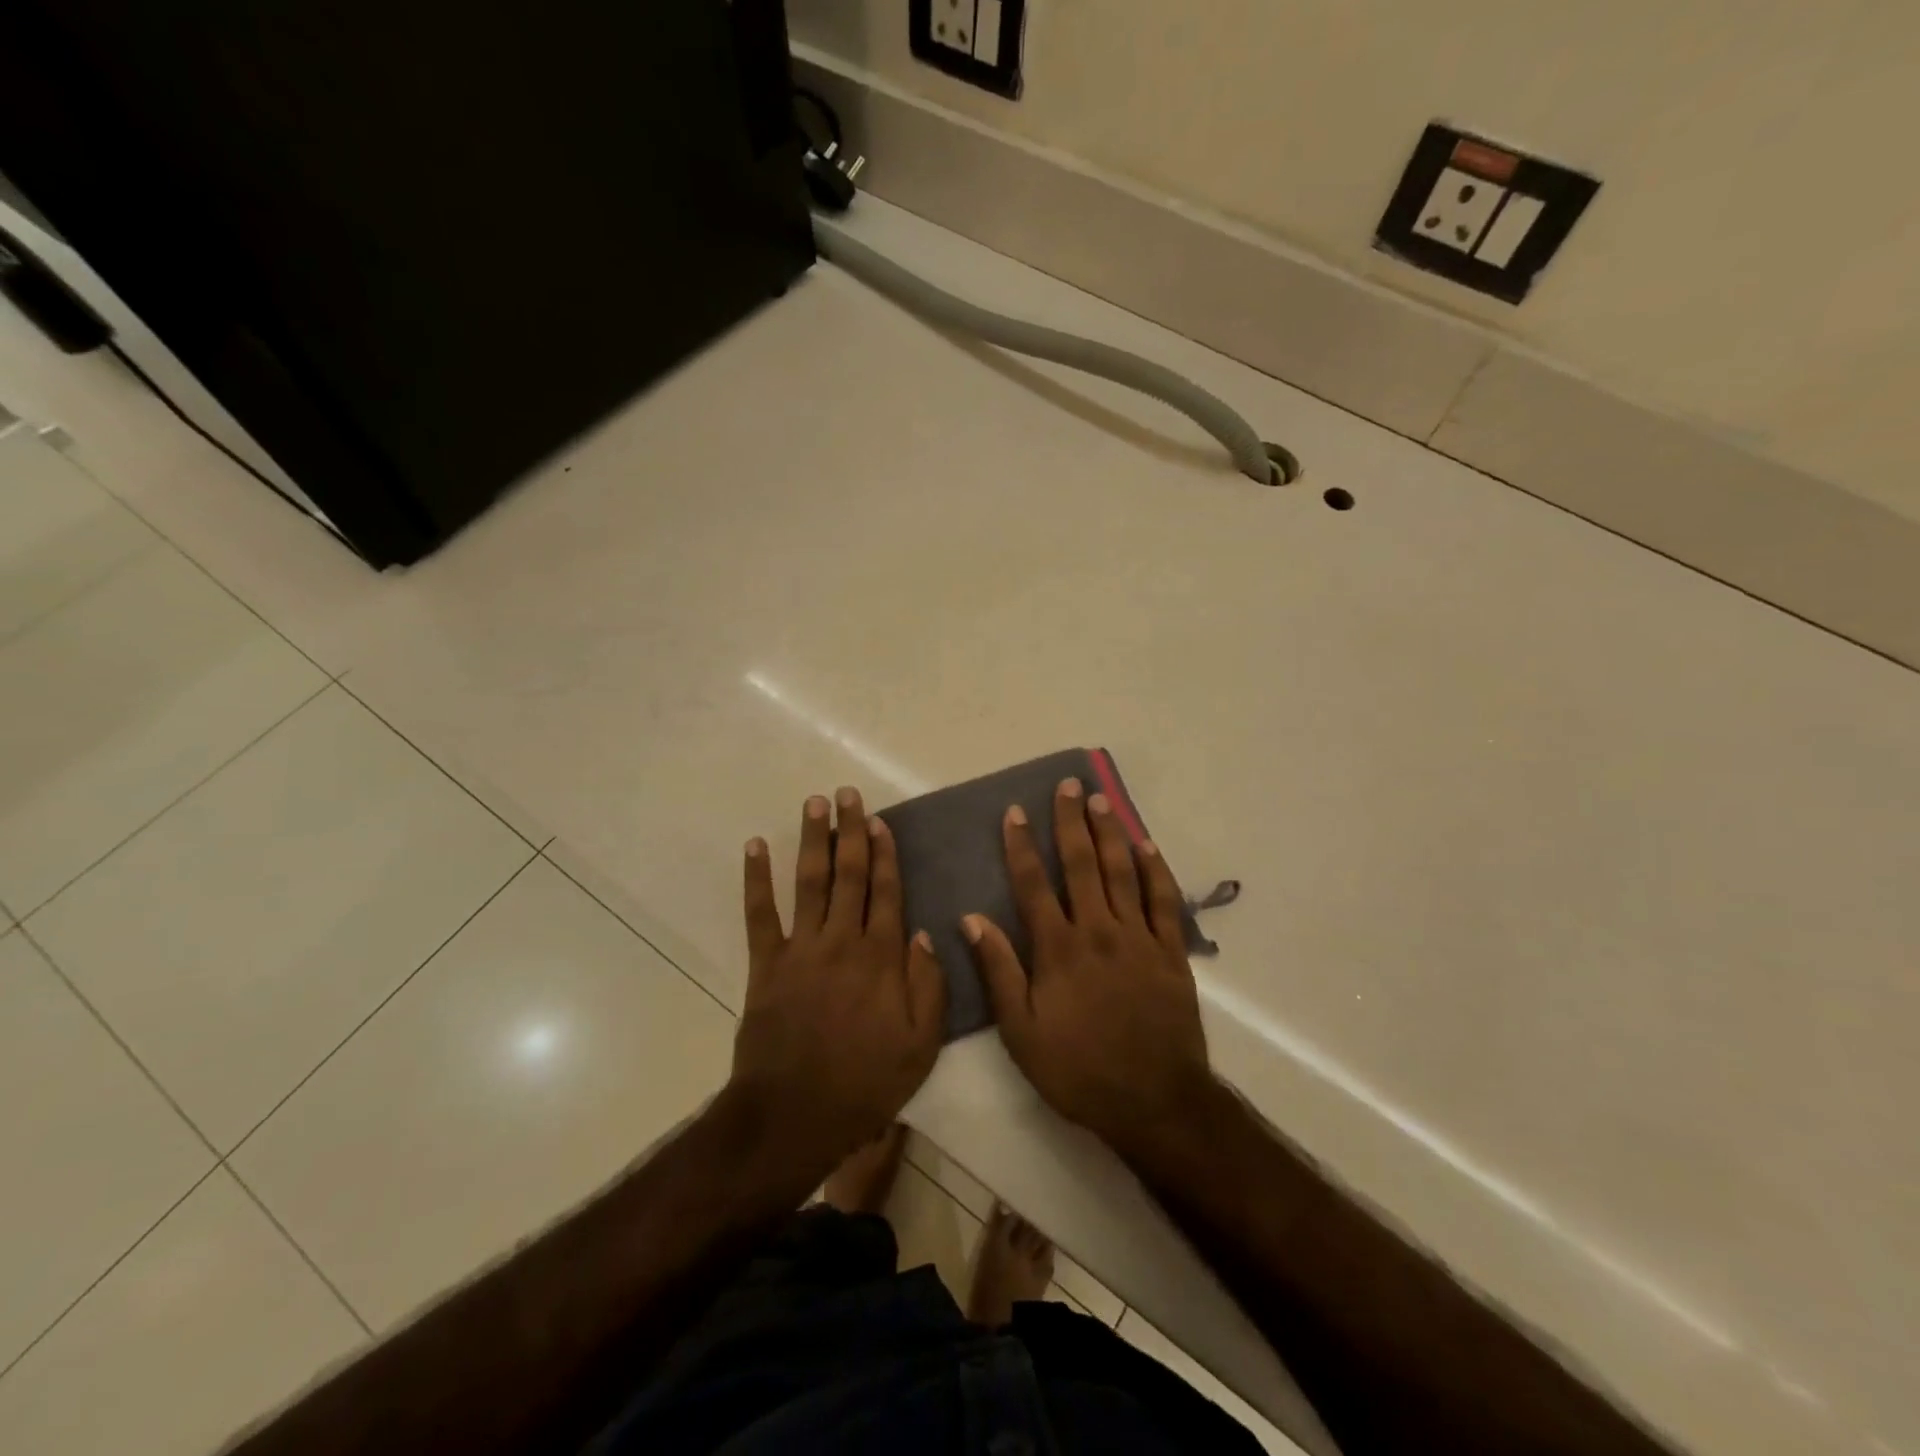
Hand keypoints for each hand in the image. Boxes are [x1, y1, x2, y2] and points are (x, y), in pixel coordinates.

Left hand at [730, 787, 945, 1170]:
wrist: (795, 1115)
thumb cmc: (865, 1083)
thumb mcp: (921, 1045)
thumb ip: (929, 986)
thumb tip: (922, 932)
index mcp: (881, 958)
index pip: (885, 892)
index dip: (883, 853)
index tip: (878, 821)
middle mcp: (842, 941)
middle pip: (849, 875)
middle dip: (849, 831)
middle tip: (846, 794)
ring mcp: (801, 949)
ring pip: (810, 882)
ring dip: (812, 840)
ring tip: (814, 803)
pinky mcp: (766, 964)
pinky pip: (759, 914)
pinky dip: (756, 878)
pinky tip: (755, 846)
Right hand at [965, 778, 1219, 1162]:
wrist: (1153, 1101)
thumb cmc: (1078, 1069)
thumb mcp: (1021, 1032)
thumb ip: (998, 971)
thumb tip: (971, 919)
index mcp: (1059, 949)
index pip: (1034, 884)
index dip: (1022, 845)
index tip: (1015, 812)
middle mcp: (1098, 931)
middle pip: (1082, 865)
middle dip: (1071, 822)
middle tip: (1069, 786)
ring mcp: (1139, 938)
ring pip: (1122, 872)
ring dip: (1110, 833)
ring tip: (1101, 801)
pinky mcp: (1171, 952)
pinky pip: (1164, 901)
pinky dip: (1155, 870)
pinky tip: (1146, 846)